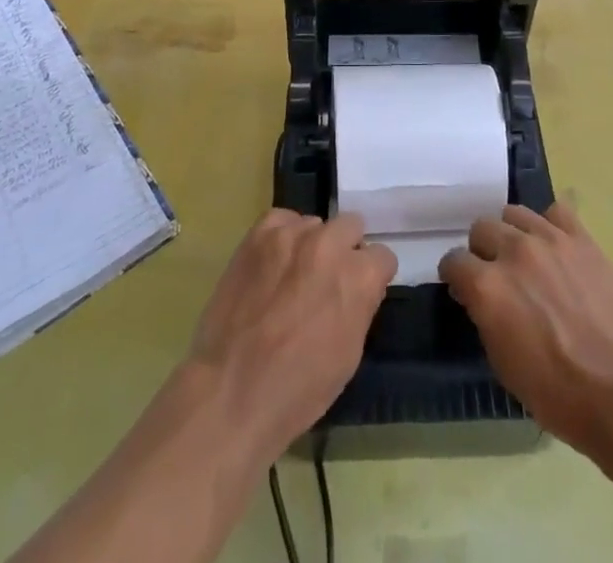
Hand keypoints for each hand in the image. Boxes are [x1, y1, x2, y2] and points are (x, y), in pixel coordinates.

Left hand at [187, 210, 395, 462]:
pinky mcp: (259, 234)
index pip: (382, 256)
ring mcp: (292, 234)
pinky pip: (281, 220)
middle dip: (345, 251)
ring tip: (292, 275)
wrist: (230, 392)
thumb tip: (358, 287)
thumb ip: (360, 306)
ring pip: (314, 224)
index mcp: (359, 276)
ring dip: (311, 245)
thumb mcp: (349, 354)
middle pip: (351, 226)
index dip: (371, 277)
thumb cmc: (298, 389)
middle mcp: (330, 244)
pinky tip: (273, 263)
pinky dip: (282, 237)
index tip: (358, 292)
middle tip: (326, 281)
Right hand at [439, 203, 612, 455]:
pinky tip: (555, 246)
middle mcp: (512, 251)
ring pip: (514, 213)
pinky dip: (550, 225)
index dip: (456, 276)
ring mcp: (549, 239)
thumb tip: (480, 298)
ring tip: (525, 256)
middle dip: (482, 250)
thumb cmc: (558, 393)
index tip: (463, 288)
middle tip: (495, 273)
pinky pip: (556, 212)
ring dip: (512, 233)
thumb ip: (485, 317)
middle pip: (481, 228)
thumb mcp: (504, 364)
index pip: (454, 261)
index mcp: (487, 286)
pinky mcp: (581, 238)